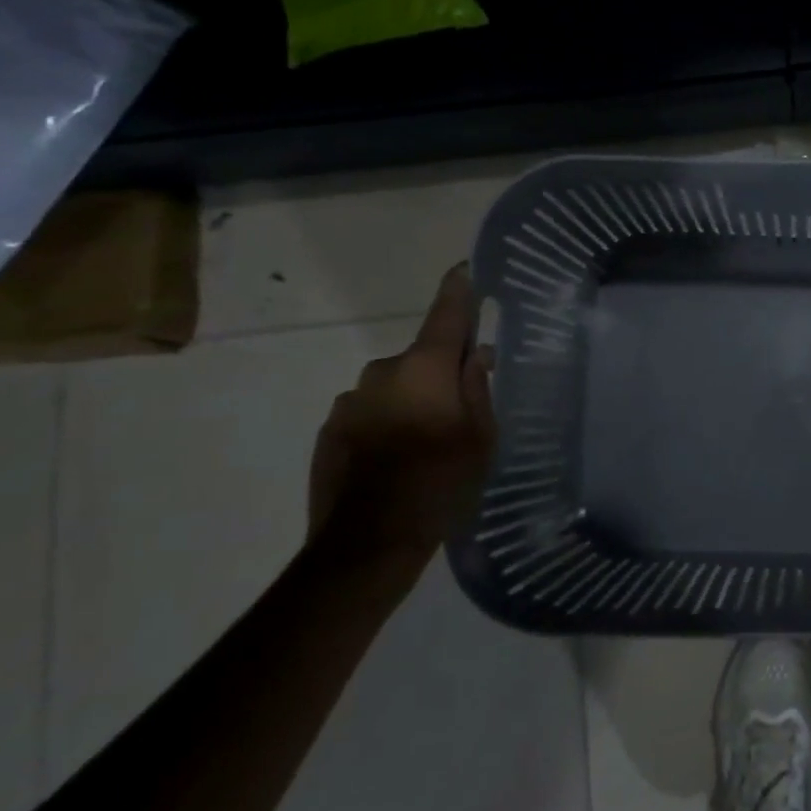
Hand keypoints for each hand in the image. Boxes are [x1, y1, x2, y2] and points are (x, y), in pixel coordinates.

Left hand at [307, 265, 495, 564]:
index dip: (459, 291)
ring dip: (413, 401)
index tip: (464, 269)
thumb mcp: (481, 437)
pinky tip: (399, 459)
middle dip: (442, 372)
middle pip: (422, 359)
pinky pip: (370, 413)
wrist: (367, 542)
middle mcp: (382, 373)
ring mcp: (349, 402)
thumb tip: (476, 354)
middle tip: (464, 407)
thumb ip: (478, 389)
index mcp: (424, 368)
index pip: (446, 315)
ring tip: (429, 442)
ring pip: (395, 389)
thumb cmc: (441, 482)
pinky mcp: (329, 430)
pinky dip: (387, 424)